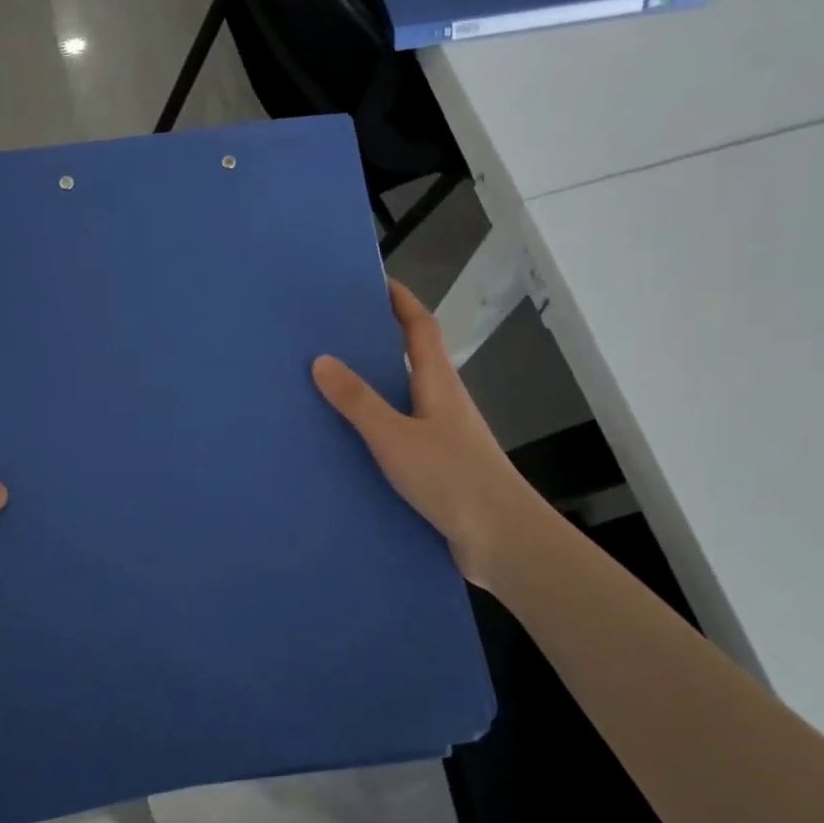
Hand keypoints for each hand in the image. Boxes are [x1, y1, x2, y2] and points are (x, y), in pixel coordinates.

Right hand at [312, 279, 539, 591]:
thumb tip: (321, 360)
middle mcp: (443, 402)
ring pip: (404, 398)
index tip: (373, 281)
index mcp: (438, 383)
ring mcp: (444, 436)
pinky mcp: (439, 467)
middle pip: (412, 358)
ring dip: (375, 387)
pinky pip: (401, 434)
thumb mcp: (395, 437)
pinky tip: (348, 443)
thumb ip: (358, 401)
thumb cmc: (452, 478)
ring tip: (329, 384)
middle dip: (379, 340)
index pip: (420, 327)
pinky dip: (376, 427)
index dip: (401, 300)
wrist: (502, 541)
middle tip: (334, 333)